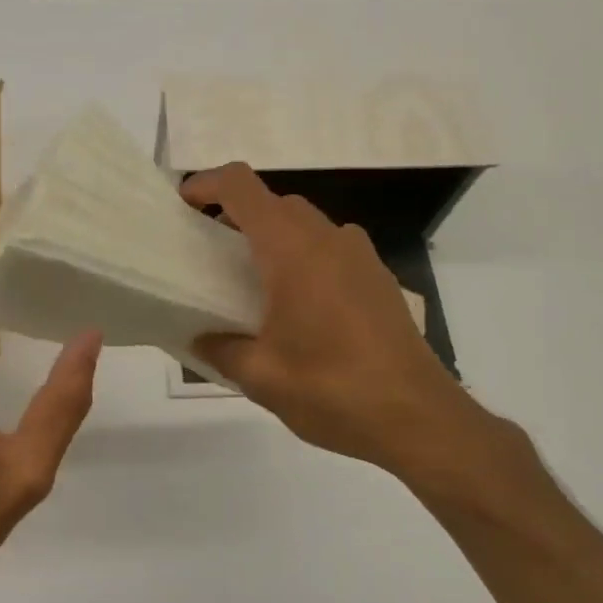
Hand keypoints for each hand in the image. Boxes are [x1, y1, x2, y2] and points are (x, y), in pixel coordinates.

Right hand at [180, 163, 494, 480]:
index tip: (184, 204)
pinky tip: (301, 308)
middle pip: (276, 203)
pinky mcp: (380, 279)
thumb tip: (201, 340)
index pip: (242, 187)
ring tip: (255, 281)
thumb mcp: (262, 377)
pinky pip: (333, 249)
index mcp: (292, 250)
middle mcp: (328, 239)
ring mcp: (361, 256)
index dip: (207, 184)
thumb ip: (222, 350)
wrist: (418, 418)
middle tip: (212, 253)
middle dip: (238, 215)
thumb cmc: (332, 390)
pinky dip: (306, 257)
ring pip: (308, 224)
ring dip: (275, 236)